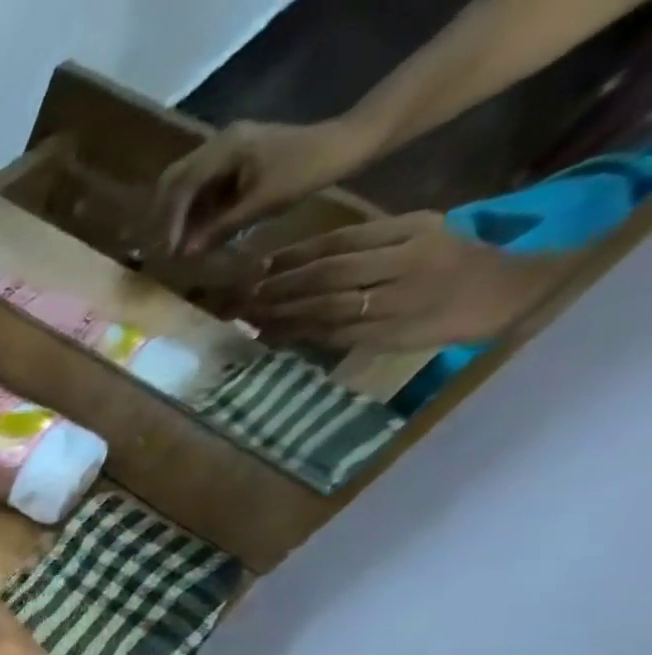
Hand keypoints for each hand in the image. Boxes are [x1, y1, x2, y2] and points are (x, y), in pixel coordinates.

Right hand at [156, 118, 372, 253]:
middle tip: (158, 248)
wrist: (343, 145)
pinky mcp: (229, 160)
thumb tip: (184, 254)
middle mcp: (219, 142)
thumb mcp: (262, 203)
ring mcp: (224, 149)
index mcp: (227, 147)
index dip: (169, 222)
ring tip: (172, 244)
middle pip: (172, 181)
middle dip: (161, 217)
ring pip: (181, 185)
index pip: (183, 186)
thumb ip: (220, 228)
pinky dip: (188, 211)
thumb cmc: (305, 171)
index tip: (166, 251)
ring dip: (173, 215)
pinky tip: (190, 232)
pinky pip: (198, 187)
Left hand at [239, 211, 566, 349]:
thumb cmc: (447, 264)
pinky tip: (271, 337)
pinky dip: (298, 336)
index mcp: (412, 230)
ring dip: (282, 314)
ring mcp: (397, 300)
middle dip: (279, 286)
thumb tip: (289, 263)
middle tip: (242, 296)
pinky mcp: (388, 333)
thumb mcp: (416, 237)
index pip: (340, 241)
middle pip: (328, 274)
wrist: (500, 294)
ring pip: (327, 306)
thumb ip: (363, 245)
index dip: (293, 256)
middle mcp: (406, 262)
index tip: (257, 267)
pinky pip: (333, 335)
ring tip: (249, 317)